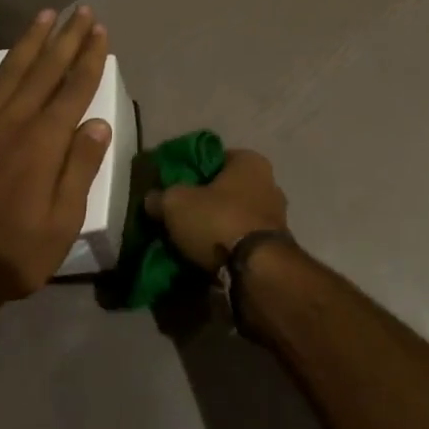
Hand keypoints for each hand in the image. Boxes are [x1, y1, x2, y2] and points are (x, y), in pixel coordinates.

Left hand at [0, 6, 112, 304]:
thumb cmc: (11, 255)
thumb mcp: (62, 224)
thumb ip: (80, 169)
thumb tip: (99, 123)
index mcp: (44, 143)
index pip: (75, 89)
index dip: (90, 58)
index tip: (100, 33)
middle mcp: (13, 122)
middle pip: (45, 70)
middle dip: (67, 39)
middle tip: (82, 12)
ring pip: (8, 71)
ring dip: (29, 41)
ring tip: (46, 15)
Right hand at [149, 147, 287, 269]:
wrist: (256, 271)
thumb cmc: (218, 221)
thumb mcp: (176, 203)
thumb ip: (161, 197)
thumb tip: (152, 199)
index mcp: (250, 162)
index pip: (215, 158)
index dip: (192, 170)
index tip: (173, 186)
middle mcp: (269, 183)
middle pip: (226, 189)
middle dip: (204, 202)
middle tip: (179, 216)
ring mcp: (277, 217)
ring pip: (235, 216)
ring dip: (216, 227)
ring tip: (190, 241)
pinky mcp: (276, 248)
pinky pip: (243, 241)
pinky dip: (227, 247)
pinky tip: (208, 257)